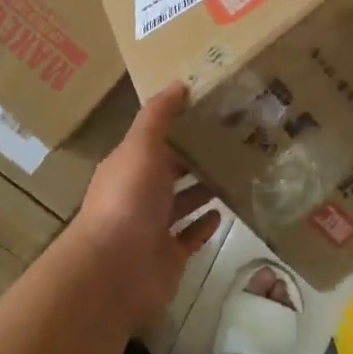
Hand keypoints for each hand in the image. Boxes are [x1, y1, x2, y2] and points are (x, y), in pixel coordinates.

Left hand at [70, 83, 222, 329]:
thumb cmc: (127, 200)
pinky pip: (190, 236)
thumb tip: (178, 84)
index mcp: (129, 165)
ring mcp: (154, 227)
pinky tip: (225, 211)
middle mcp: (139, 194)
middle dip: (196, 158)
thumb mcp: (140, 147)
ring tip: (237, 172)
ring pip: (183, 203)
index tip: (213, 112)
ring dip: (204, 189)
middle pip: (171, 171)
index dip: (180, 126)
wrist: (115, 270)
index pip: (156, 141)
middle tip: (235, 142)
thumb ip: (158, 116)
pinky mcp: (169, 256)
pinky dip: (204, 225)